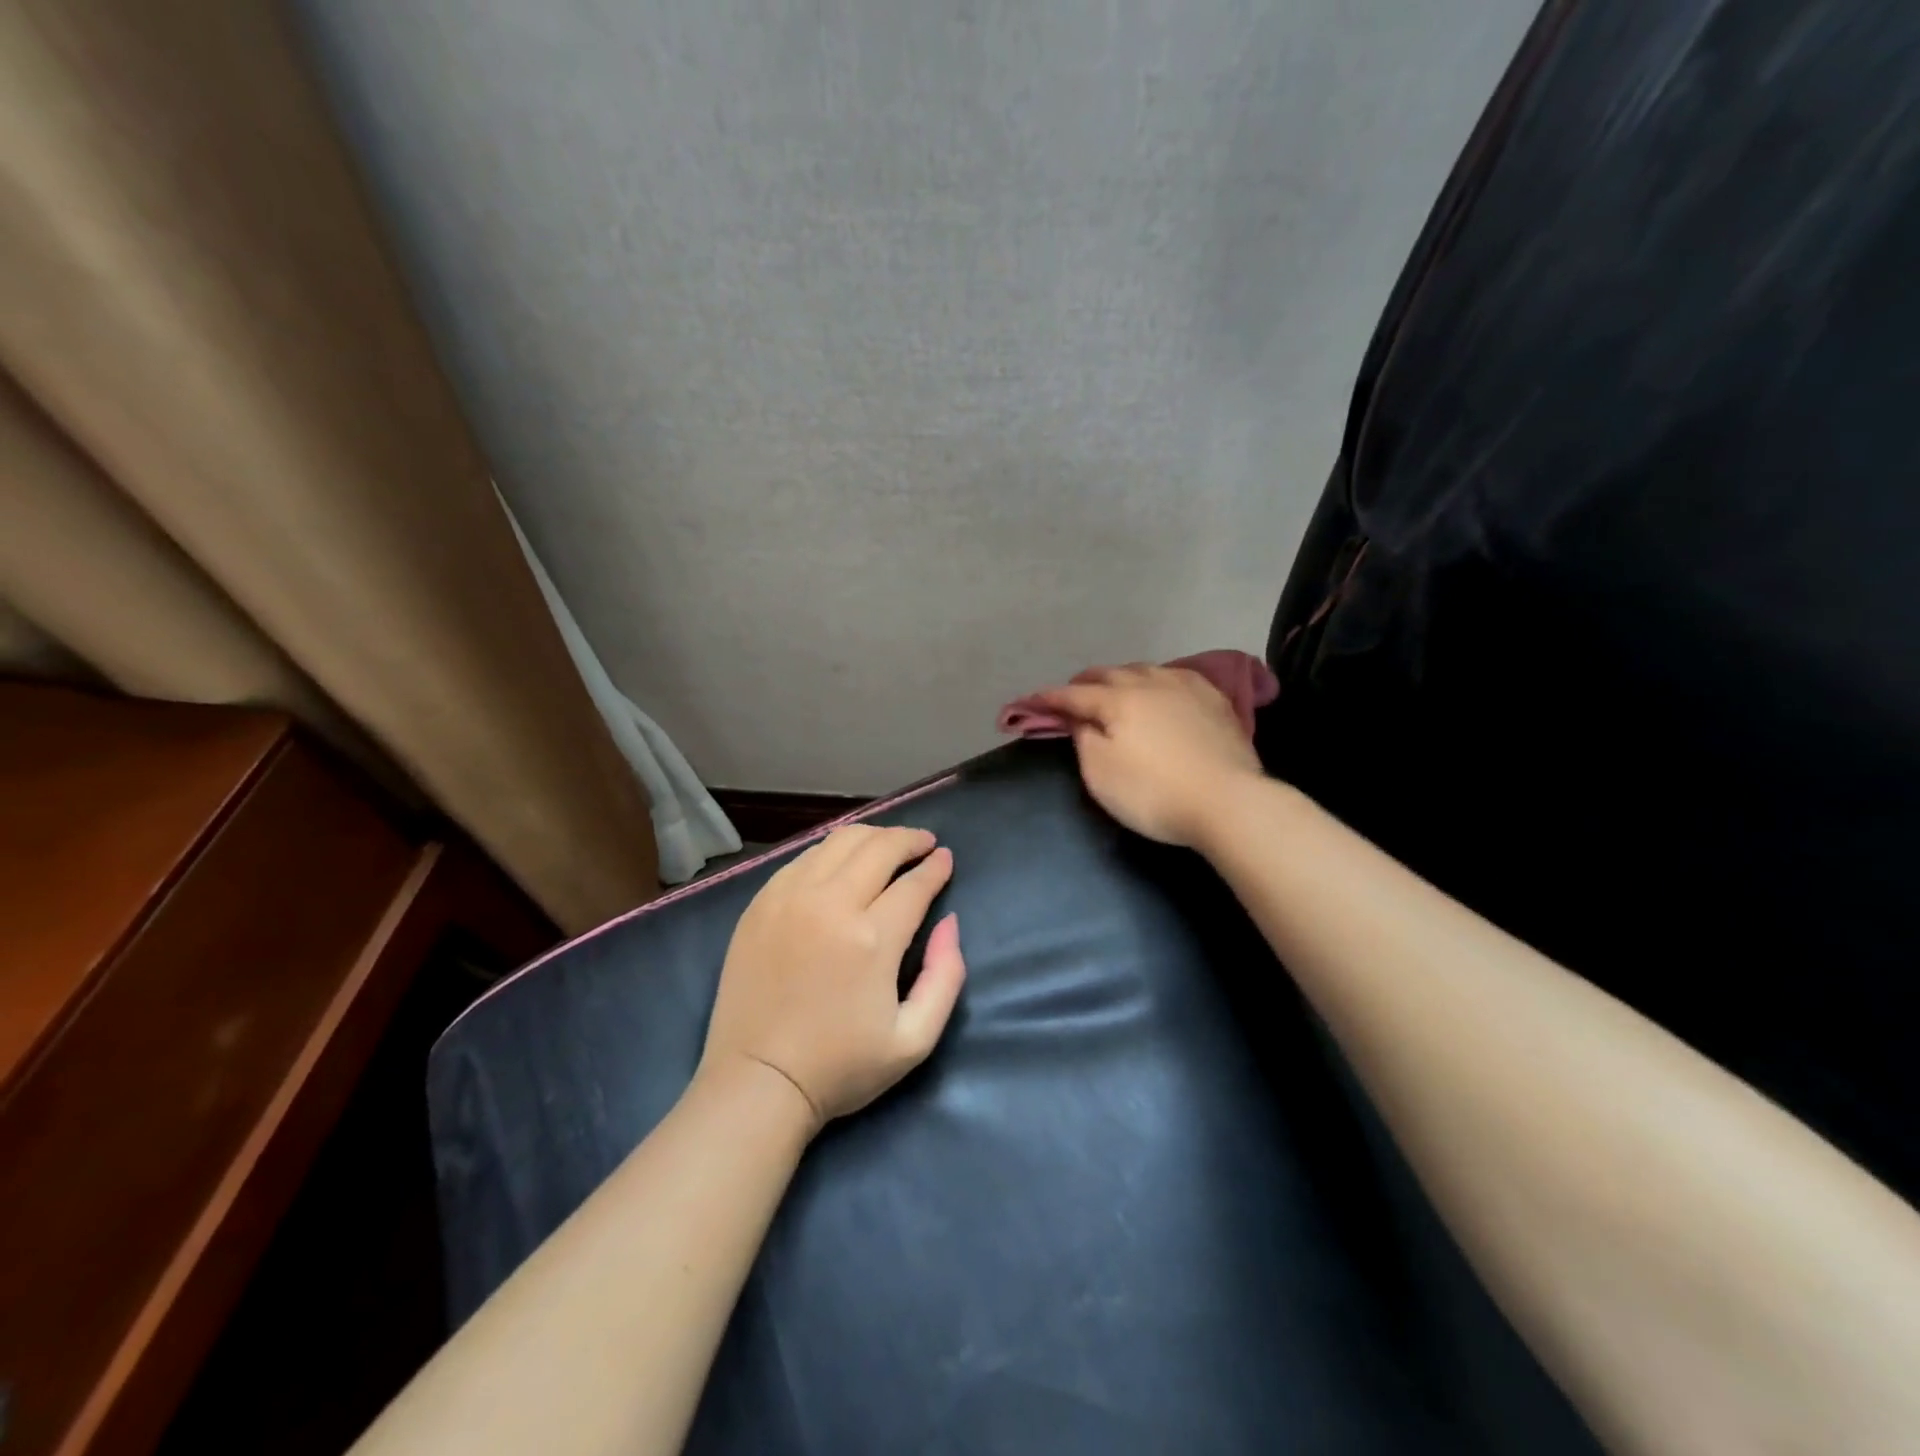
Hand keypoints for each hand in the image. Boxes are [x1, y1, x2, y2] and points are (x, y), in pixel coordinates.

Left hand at [700, 825, 965, 1134]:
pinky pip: (803, 858)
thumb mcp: (915, 1039)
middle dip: (909, 839)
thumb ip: (945, 976)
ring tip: (888, 846)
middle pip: (878, 847)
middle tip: (924, 843)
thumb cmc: (840, 1067)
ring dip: (872, 837)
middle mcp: (830, 904)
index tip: (946, 858)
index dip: (936, 867)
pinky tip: (842, 863)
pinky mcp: (760, 904)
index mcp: (872, 939)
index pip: (914, 883)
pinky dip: (832, 851)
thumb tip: (949, 922)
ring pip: (839, 842)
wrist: (757, 1083)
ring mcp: (789, 898)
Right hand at [1029, 664, 1264, 848]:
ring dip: (1122, 676)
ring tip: (1115, 687)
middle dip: (1085, 681)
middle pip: (1110, 673)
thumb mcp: (1101, 773)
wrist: (1229, 802)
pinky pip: (1178, 677)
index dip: (1050, 698)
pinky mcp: (1216, 701)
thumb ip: (1083, 739)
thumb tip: (1079, 718)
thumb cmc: (1154, 792)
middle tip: (1073, 694)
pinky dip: (1158, 680)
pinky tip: (1162, 688)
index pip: (1074, 694)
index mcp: (1118, 699)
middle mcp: (1150, 683)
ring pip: (1145, 670)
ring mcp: (1187, 688)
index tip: (1032, 702)